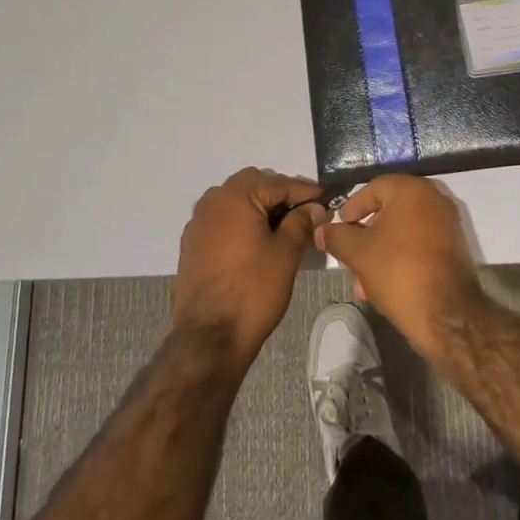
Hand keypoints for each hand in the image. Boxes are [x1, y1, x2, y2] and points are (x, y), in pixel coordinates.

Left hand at [173, 168, 320, 367]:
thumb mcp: (286, 253)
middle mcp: (213, 200)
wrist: (209, 337)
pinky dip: (241, 221)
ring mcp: (198, 222)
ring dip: (259, 206)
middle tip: (305, 211)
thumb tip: (314, 208)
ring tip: (283, 225)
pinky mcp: (192, 243)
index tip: (327, 198)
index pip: (278, 183)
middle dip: (280, 194)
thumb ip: (301, 222)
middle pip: (253, 184)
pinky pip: (222, 219)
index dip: (306, 191)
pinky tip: (257, 240)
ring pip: (235, 200)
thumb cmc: (254, 291)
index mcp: (236, 196)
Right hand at [315, 175, 487, 358]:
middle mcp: (434, 199)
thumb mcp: (358, 253)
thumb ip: (337, 237)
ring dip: (380, 250)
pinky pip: (419, 245)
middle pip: (389, 210)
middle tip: (348, 255)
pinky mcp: (454, 249)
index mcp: (412, 190)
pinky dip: (400, 258)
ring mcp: (447, 224)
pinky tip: (383, 285)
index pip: (373, 188)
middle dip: (365, 235)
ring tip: (362, 281)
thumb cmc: (398, 271)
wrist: (447, 315)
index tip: (339, 228)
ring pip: (403, 231)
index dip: (352, 207)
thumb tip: (322, 230)